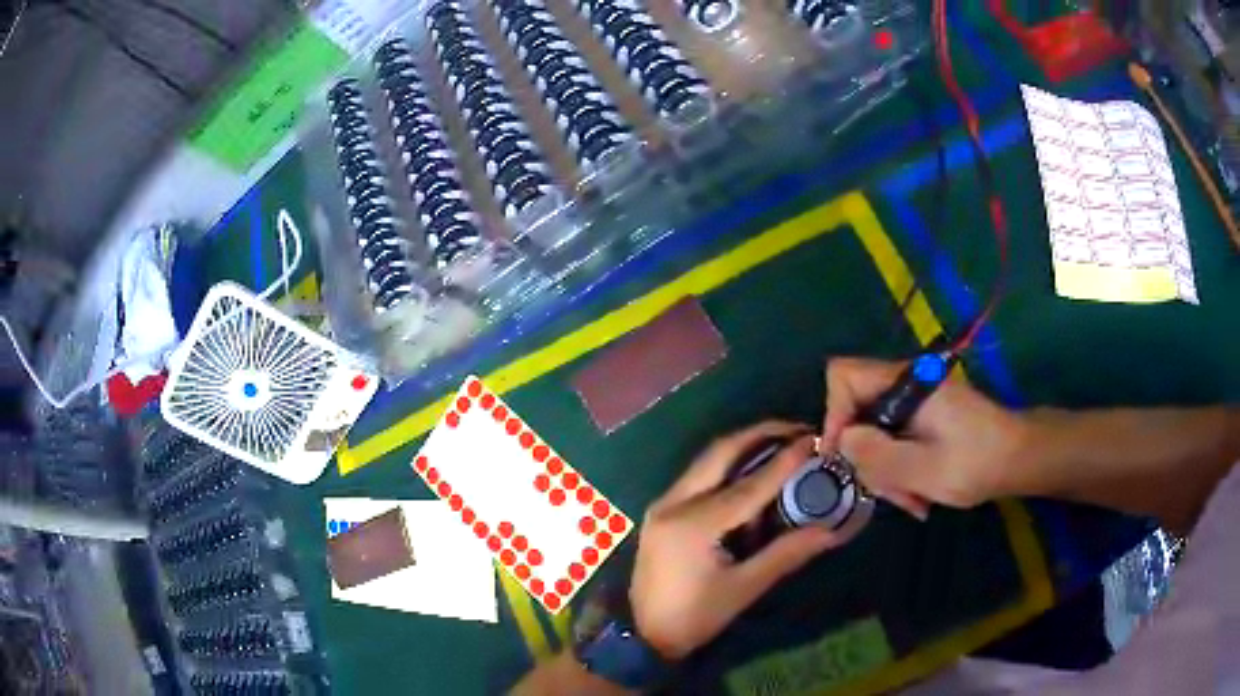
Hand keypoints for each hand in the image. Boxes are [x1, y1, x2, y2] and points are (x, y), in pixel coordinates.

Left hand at [630, 422, 846, 660]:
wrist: (642, 635)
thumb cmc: (693, 618)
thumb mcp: (743, 588)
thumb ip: (786, 554)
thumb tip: (831, 530)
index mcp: (693, 525)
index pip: (749, 486)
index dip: (785, 461)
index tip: (814, 439)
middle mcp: (673, 503)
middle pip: (720, 453)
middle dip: (760, 435)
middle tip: (797, 430)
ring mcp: (662, 504)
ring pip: (706, 460)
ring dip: (743, 447)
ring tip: (781, 444)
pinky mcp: (661, 511)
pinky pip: (698, 477)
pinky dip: (727, 467)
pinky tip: (753, 473)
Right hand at [820, 357, 1028, 518]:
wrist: (1020, 458)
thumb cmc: (977, 461)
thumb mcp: (924, 468)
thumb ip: (878, 455)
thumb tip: (839, 441)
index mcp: (906, 382)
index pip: (844, 376)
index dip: (834, 414)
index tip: (842, 456)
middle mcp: (906, 384)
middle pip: (857, 410)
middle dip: (866, 456)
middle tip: (884, 493)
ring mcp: (915, 401)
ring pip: (875, 431)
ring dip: (885, 470)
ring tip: (911, 501)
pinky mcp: (924, 417)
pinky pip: (895, 439)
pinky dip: (899, 469)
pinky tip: (917, 494)